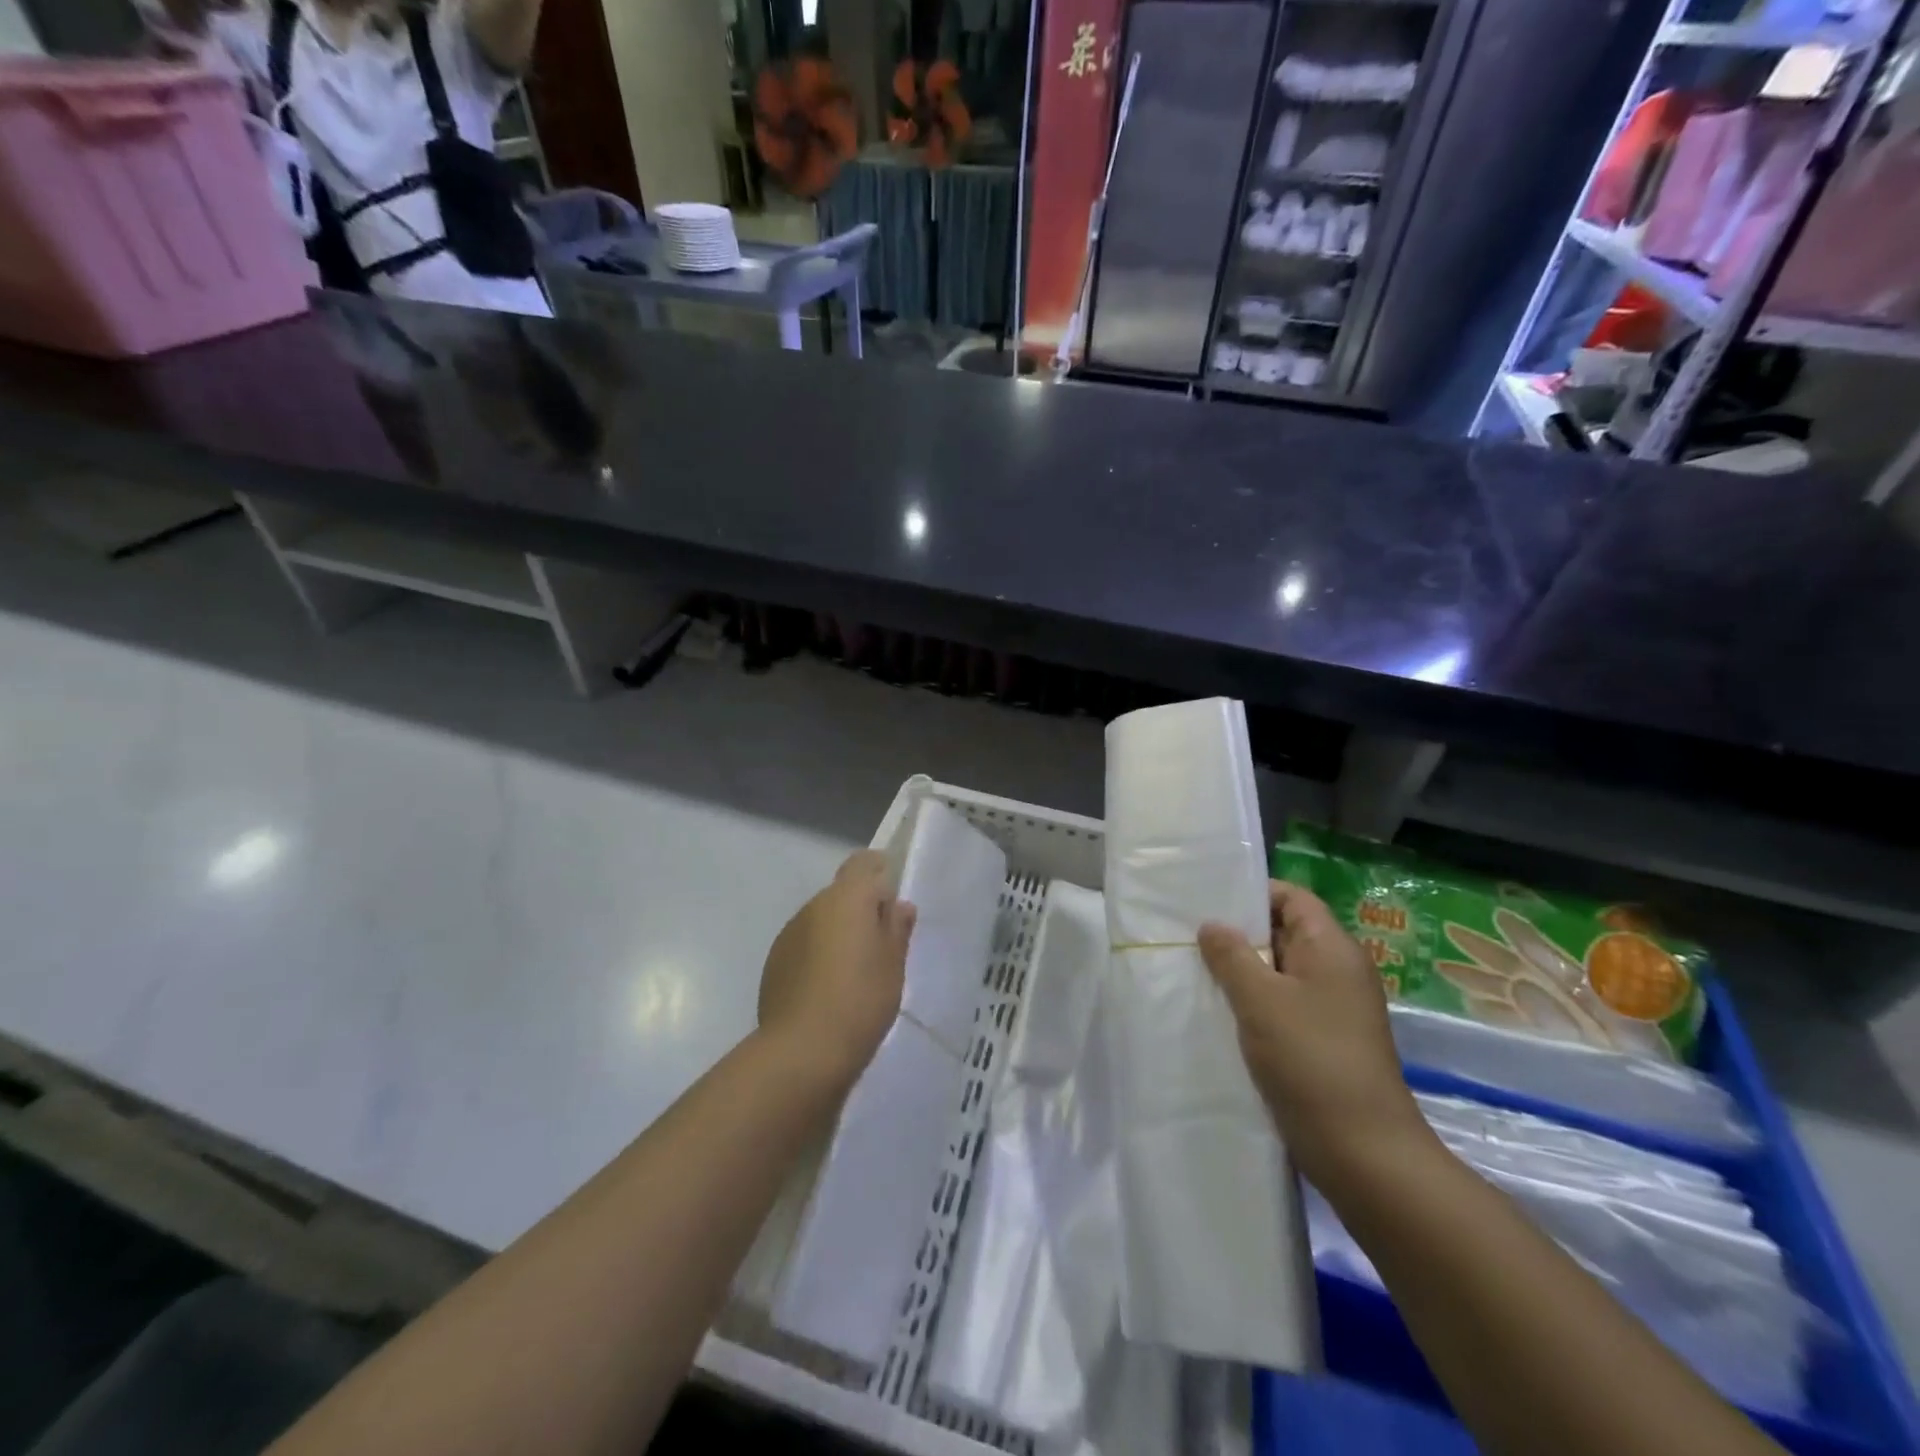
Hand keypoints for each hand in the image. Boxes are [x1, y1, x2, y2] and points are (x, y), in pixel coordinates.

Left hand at [757, 851, 915, 1092]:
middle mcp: (814, 906)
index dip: (879, 871)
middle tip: (882, 943)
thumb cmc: (860, 999)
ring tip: (855, 971)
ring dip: (838, 934)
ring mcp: (789, 934)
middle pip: (842, 894)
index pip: (863, 862)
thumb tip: (898, 905)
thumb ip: (896, 928)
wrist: (802, 1051)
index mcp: (847, 898)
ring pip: (821, 920)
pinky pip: (804, 945)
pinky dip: (818, 955)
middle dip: (861, 910)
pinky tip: (828, 989)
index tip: (893, 896)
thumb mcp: (893, 964)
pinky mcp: (774, 962)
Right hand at [1199, 882, 1431, 1194]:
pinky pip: (1283, 1005)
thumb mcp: (1260, 999)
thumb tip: (1212, 925)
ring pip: (1280, 972)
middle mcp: (1337, 971)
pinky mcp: (1323, 1041)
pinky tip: (1218, 1011)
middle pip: (1284, 932)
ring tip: (1195, 970)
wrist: (1363, 1152)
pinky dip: (1253, 1003)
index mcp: (1332, 948)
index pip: (1292, 897)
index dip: (1252, 893)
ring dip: (1242, 971)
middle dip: (1239, 933)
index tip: (1207, 901)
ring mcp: (1333, 1008)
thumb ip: (1231, 955)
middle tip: (1189, 935)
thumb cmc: (1311, 1060)